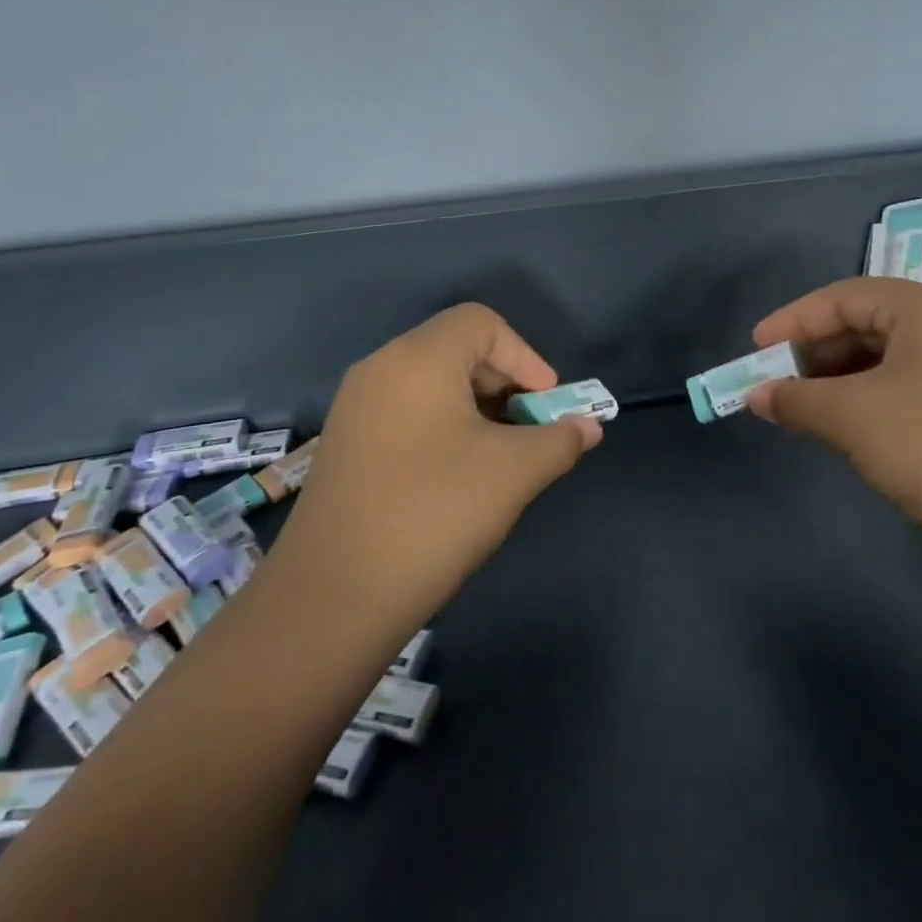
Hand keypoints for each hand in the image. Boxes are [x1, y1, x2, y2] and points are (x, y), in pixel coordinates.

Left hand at [276, 304, 601, 627]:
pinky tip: (458, 478)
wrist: (333, 598)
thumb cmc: (434, 512)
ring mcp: (356, 408)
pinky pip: (407, 414)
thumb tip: (588, 427)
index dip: (526, 357)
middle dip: (506, 385)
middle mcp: (381, 369)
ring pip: (433, 385)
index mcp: (418, 358)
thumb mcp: (514, 472)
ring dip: (478, 410)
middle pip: (457, 350)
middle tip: (529, 432)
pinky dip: (444, 428)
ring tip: (500, 458)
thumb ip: (560, 439)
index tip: (547, 406)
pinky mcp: (345, 445)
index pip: (482, 323)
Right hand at [747, 279, 921, 551]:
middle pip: (869, 322)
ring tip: (808, 409)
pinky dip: (874, 397)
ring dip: (842, 378)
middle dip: (817, 353)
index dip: (793, 321)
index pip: (844, 296)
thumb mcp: (851, 418)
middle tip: (780, 384)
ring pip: (892, 356)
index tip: (755, 351)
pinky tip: (852, 425)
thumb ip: (795, 399)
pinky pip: (915, 382)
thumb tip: (755, 396)